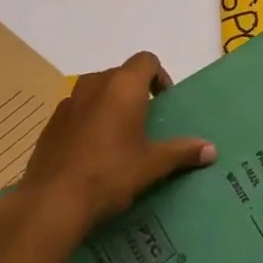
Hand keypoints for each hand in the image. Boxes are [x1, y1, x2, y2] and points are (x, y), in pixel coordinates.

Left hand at [17, 53, 215, 239]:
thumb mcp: (152, 165)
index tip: (163, 101)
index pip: (146, 60)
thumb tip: (211, 149)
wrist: (52, 201)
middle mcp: (95, 84)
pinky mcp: (51, 122)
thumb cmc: (110, 174)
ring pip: (96, 90)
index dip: (159, 75)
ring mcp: (69, 102)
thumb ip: (182, 152)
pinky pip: (77, 110)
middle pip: (121, 73)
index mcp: (123, 86)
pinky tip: (91, 151)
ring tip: (118, 135)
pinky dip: (88, 119)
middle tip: (145, 120)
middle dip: (135, 90)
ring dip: (110, 103)